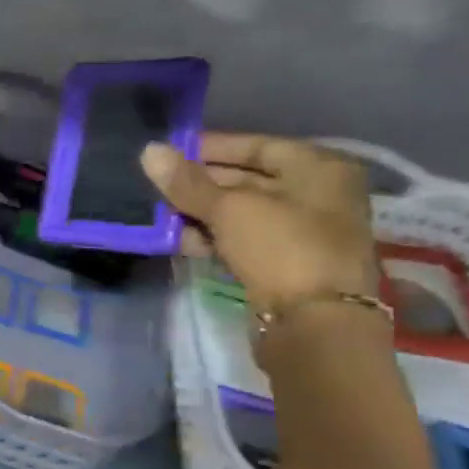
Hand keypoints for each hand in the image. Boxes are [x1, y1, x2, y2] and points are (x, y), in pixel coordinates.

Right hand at [140, 133, 377, 315]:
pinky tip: (181, 240)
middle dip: (202, 183)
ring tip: (161, 214)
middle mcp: (317, 195)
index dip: (213, 147)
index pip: (257, 145)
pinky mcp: (285, 263)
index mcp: (318, 169)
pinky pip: (243, 239)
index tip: (171, 152)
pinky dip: (214, 236)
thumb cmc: (281, 247)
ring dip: (202, 213)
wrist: (314, 322)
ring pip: (242, 212)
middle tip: (159, 186)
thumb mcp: (229, 209)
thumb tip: (149, 150)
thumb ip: (187, 182)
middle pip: (249, 179)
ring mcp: (303, 232)